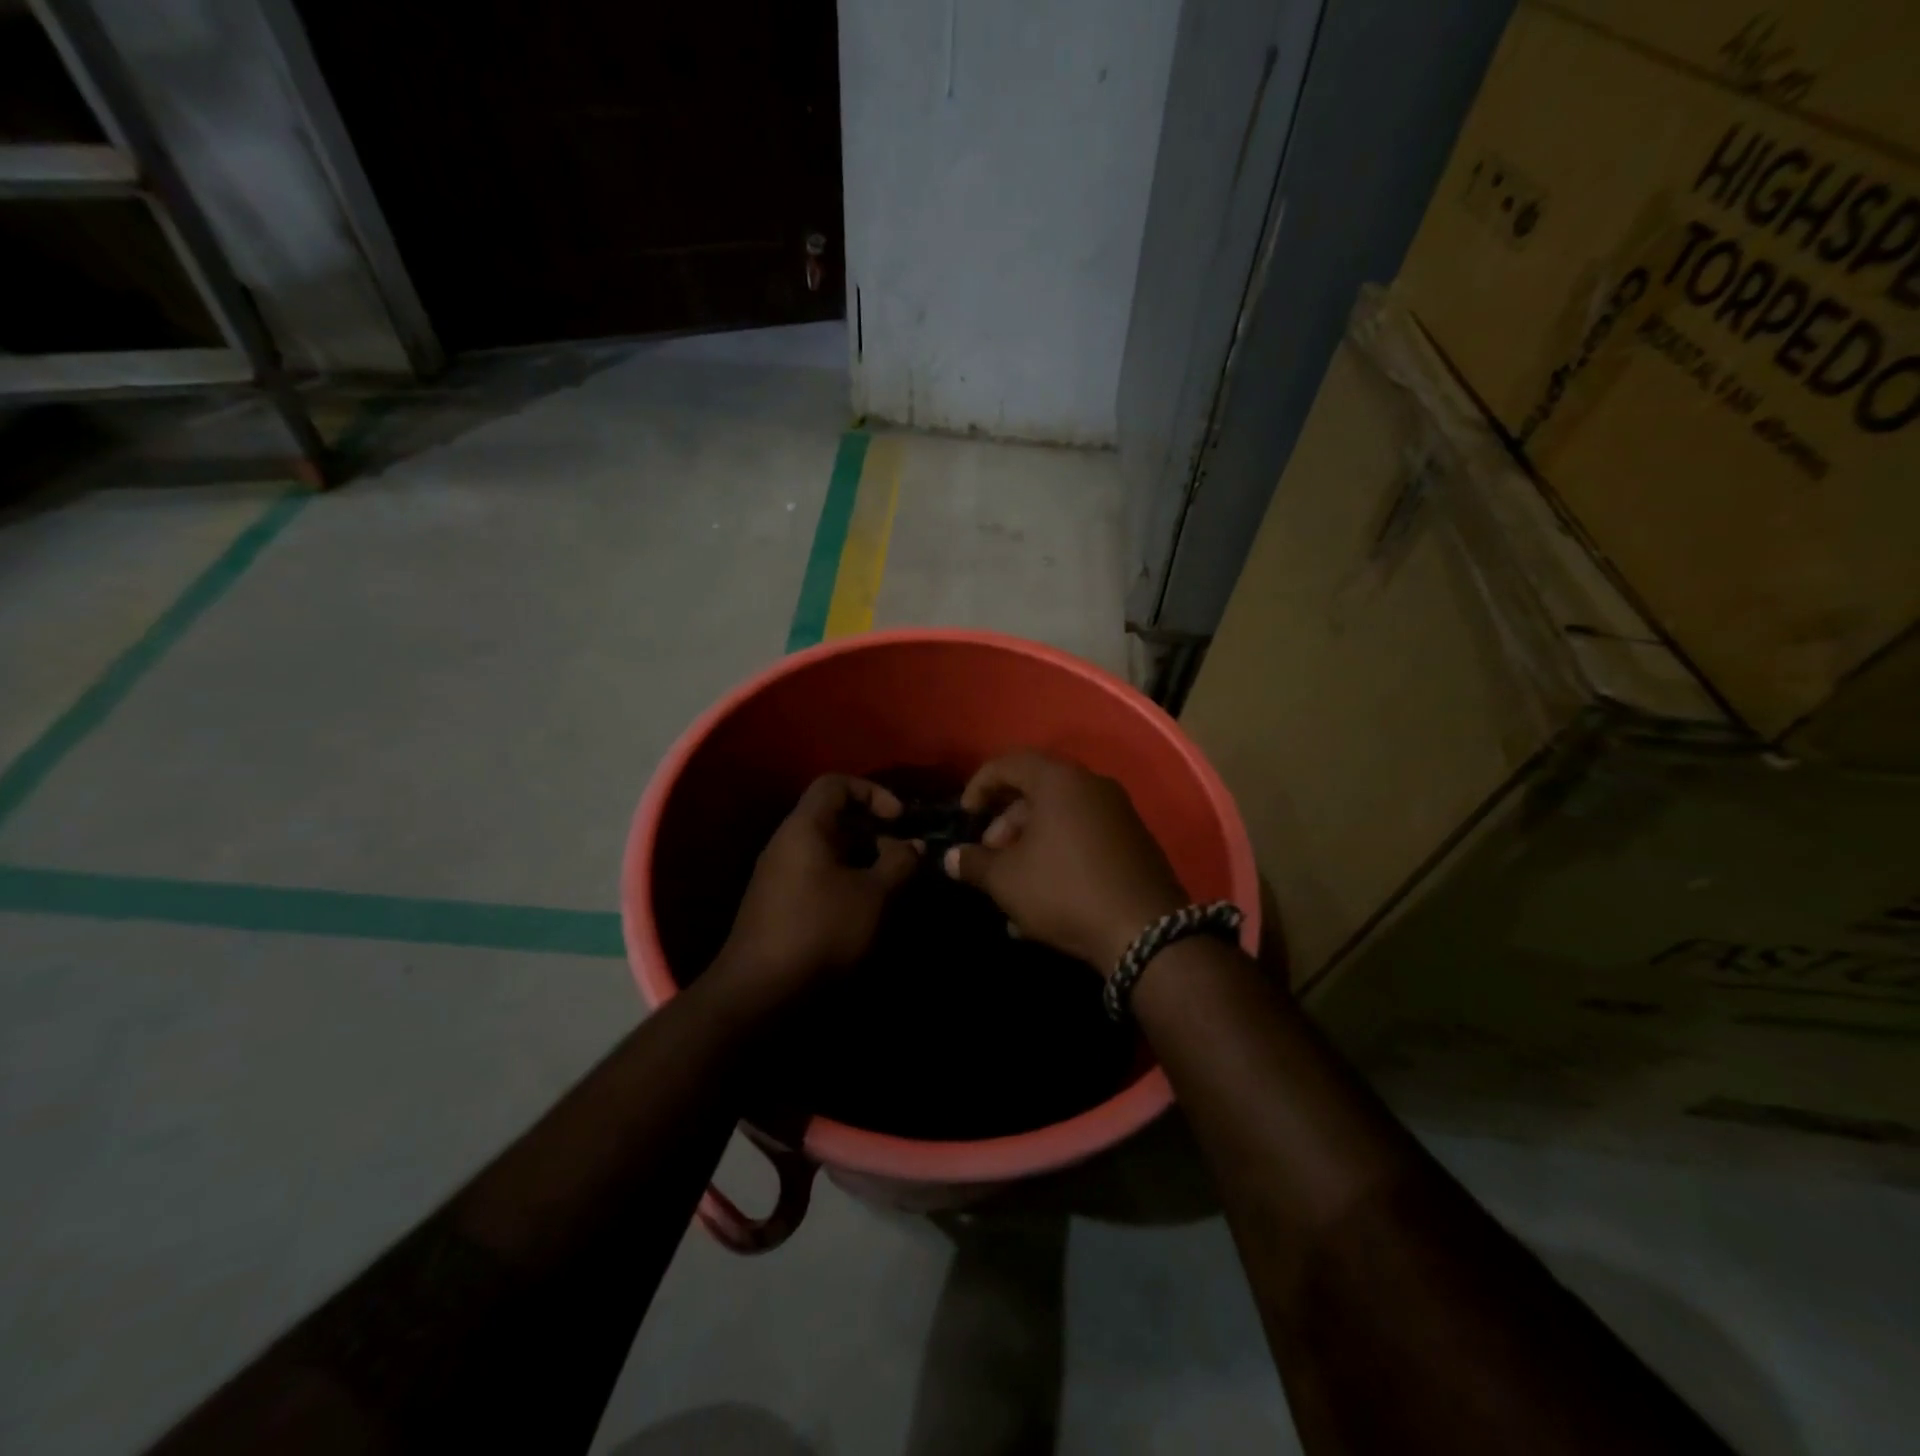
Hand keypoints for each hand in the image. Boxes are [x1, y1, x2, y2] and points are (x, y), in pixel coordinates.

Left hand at [715, 774, 920, 1008]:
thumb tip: (912, 844)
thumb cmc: (821, 930)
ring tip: (890, 885)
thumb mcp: (874, 895)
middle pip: (833, 818)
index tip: (898, 820)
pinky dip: (845, 881)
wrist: (759, 993)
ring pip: (827, 850)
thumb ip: (899, 862)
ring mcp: (778, 876)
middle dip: (873, 831)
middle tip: (902, 856)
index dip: (872, 792)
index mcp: (804, 828)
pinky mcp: (778, 905)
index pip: (835, 784)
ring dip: (862, 860)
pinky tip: (865, 910)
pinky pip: (817, 876)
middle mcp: (786, 844)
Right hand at [943, 752, 1188, 973]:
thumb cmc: (1064, 890)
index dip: (978, 786)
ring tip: (1012, 888)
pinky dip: (1058, 858)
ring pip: (1060, 819)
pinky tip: (1044, 901)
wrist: (1145, 931)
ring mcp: (1118, 814)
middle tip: (989, 858)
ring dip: (1029, 847)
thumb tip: (951, 858)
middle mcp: (1092, 786)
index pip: (1008, 763)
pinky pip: (1084, 839)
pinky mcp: (1134, 843)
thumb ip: (974, 863)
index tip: (965, 818)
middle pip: (1036, 792)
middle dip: (1005, 825)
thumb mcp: (1007, 880)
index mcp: (1059, 781)